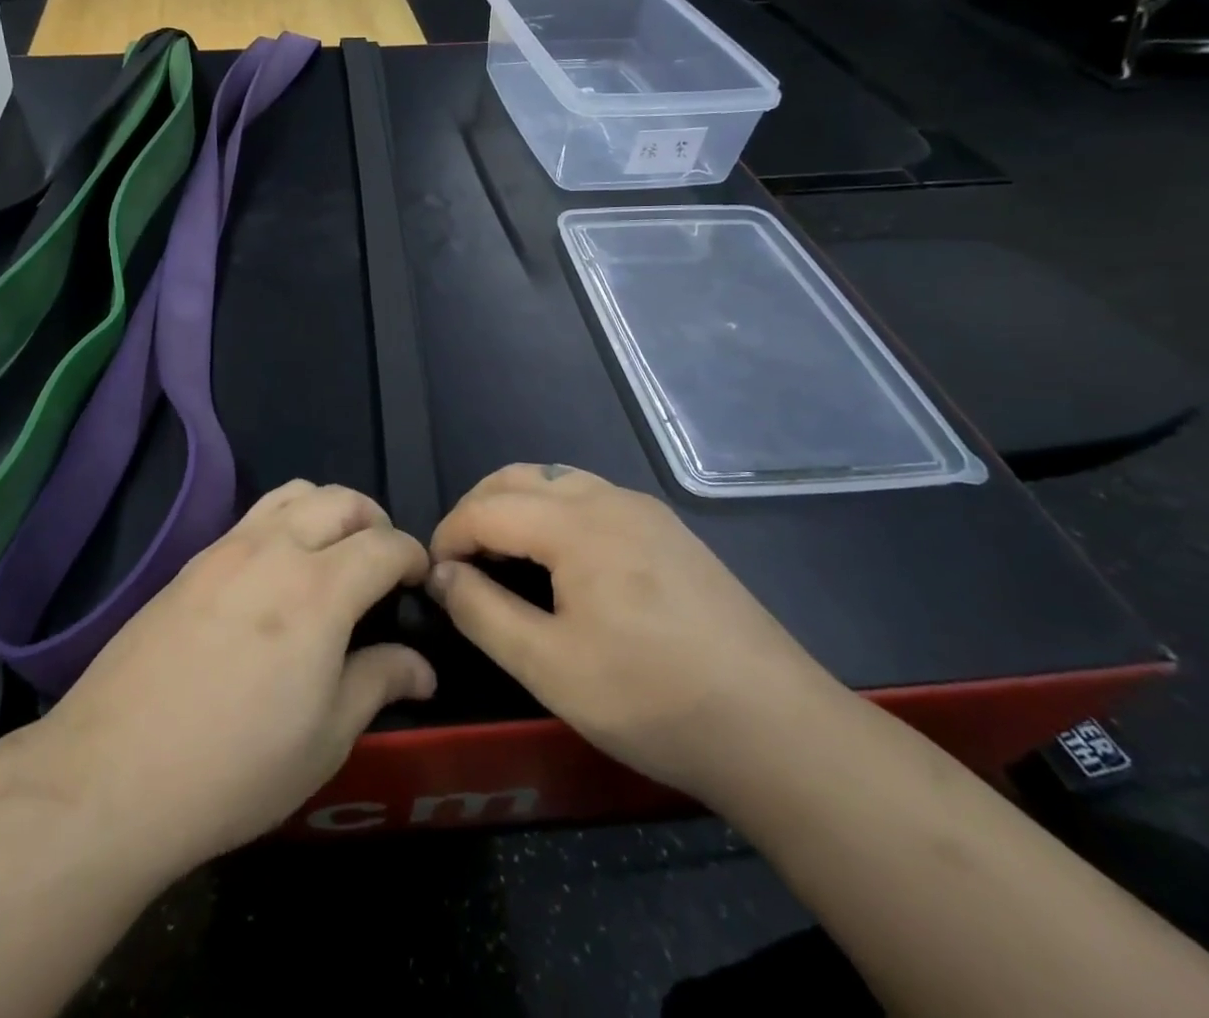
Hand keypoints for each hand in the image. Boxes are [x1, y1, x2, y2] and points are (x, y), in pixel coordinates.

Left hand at [14, 481, 433, 878]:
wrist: (114, 773)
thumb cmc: (237, 766)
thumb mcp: (326, 738)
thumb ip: (379, 682)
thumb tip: (422, 666)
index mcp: (320, 589)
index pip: (385, 544)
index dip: (413, 556)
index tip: (419, 582)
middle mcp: (275, 549)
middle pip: (340, 499)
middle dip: (374, 521)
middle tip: (381, 564)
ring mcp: (226, 549)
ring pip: (293, 493)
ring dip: (327, 510)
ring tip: (332, 555)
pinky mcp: (191, 562)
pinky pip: (253, 517)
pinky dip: (284, 524)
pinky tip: (276, 576)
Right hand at [426, 464, 845, 800]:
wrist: (777, 730)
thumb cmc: (651, 699)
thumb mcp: (549, 667)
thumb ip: (482, 611)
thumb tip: (441, 574)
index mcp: (576, 524)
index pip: (487, 508)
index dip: (448, 536)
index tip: (431, 577)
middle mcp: (609, 499)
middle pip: (519, 478)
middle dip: (477, 510)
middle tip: (460, 561)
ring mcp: (646, 511)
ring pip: (558, 481)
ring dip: (516, 506)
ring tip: (502, 557)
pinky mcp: (670, 532)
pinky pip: (592, 499)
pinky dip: (554, 514)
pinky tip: (561, 563)